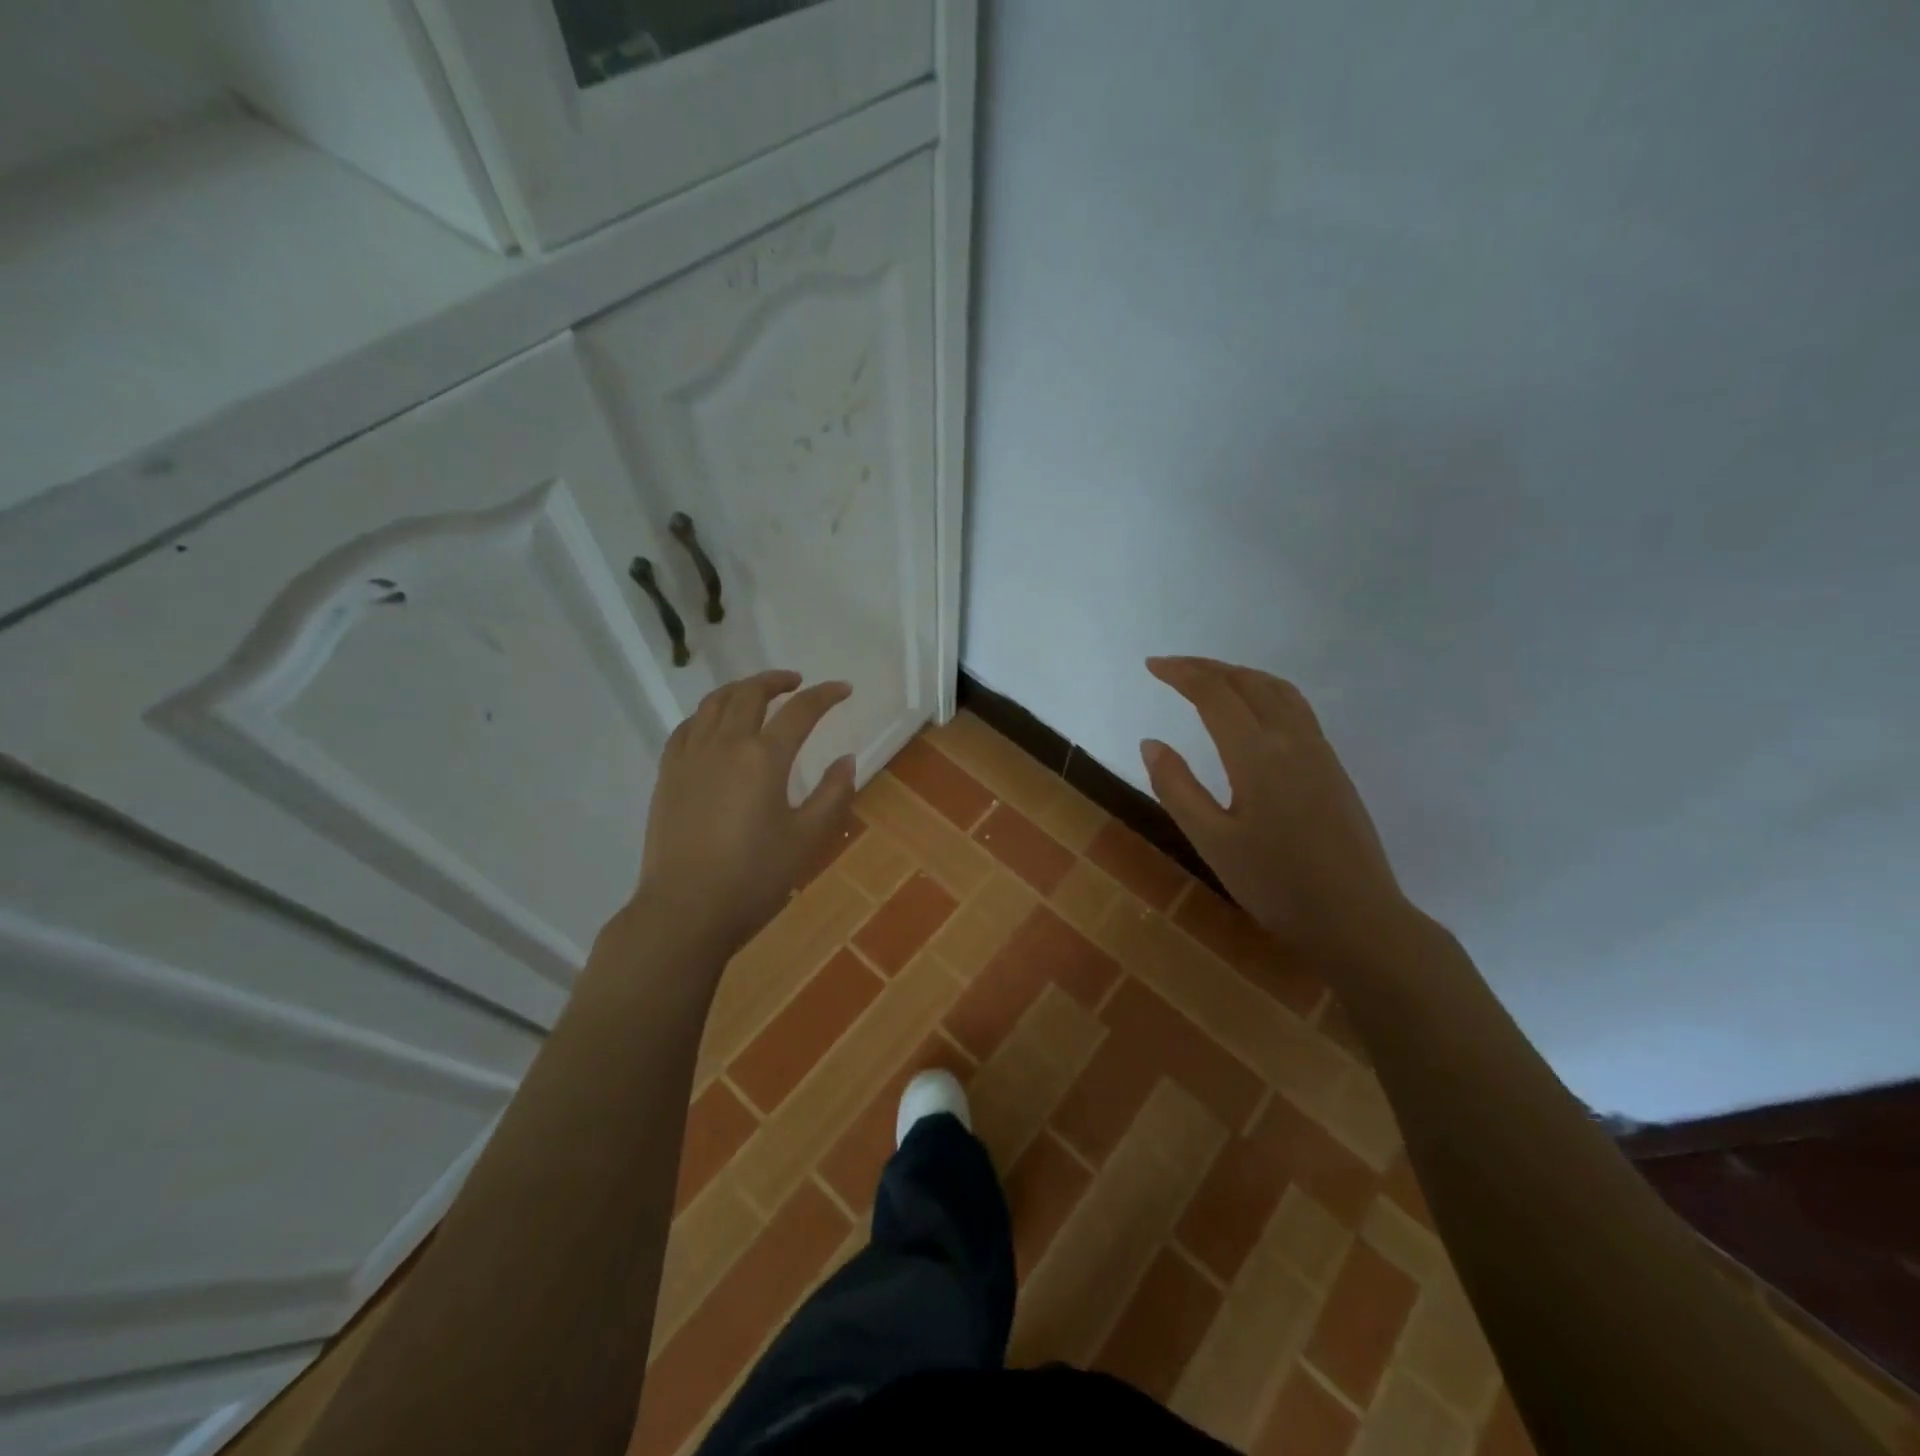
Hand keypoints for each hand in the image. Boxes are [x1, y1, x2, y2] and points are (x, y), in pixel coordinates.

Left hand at [635, 670, 855, 954]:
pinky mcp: (668, 773)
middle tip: (797, 684)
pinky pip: (687, 727)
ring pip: (713, 703)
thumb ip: (832, 794)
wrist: (685, 909)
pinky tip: (714, 725)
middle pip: (749, 694)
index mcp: (763, 757)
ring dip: (740, 690)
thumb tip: (847, 759)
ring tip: (757, 695)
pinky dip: (707, 714)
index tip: (843, 689)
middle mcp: (725, 744)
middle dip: (776, 681)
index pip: (800, 711)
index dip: (825, 695)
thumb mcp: (806, 838)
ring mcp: (690, 756)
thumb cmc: (753, 877)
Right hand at [1141, 656, 1416, 971]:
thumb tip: (1152, 742)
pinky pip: (1296, 707)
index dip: (1181, 674)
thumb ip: (1177, 788)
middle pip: (1248, 682)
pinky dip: (1265, 691)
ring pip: (1278, 690)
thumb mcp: (1212, 841)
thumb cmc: (1276, 885)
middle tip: (1172, 667)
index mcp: (1257, 755)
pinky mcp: (1333, 767)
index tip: (1152, 666)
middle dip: (1207, 667)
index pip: (1215, 694)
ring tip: (1210, 679)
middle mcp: (1291, 740)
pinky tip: (1253, 711)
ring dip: (1240, 674)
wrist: (1357, 918)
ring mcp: (1319, 751)